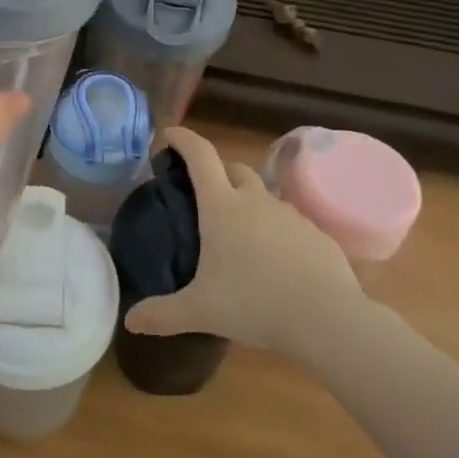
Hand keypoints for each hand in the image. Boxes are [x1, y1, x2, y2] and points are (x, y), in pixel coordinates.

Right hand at [124, 127, 366, 360]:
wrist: (328, 318)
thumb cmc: (254, 304)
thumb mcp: (201, 312)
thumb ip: (162, 314)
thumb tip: (130, 321)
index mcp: (222, 207)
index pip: (200, 155)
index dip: (183, 140)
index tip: (169, 136)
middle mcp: (255, 200)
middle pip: (233, 169)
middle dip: (217, 173)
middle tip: (203, 197)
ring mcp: (289, 214)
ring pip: (263, 196)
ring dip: (248, 204)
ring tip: (239, 236)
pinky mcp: (316, 234)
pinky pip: (289, 222)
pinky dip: (276, 231)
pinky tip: (274, 261)